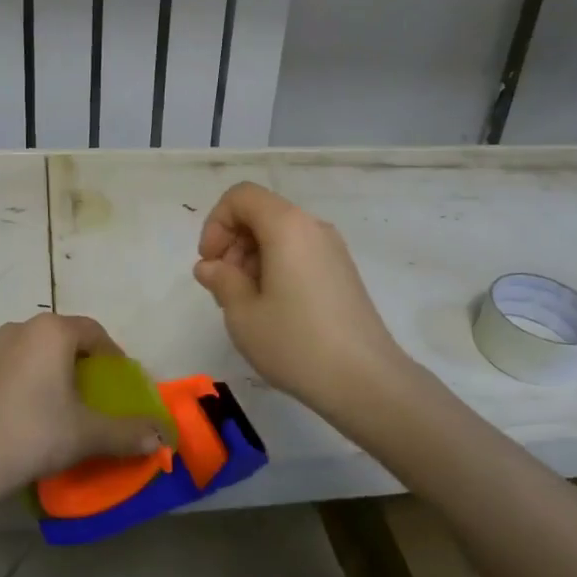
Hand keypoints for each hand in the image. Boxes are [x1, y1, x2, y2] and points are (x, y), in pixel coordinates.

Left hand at [0, 314, 166, 500]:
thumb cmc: (35, 435)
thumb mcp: (89, 435)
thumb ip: (128, 432)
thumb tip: (162, 437)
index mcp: (52, 332)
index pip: (92, 332)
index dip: (110, 354)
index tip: (116, 381)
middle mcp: (16, 328)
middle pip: (56, 339)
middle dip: (72, 361)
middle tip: (81, 396)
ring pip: (20, 351)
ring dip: (35, 369)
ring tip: (42, 406)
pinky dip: (1, 383)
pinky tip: (4, 412)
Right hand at [194, 182, 409, 417]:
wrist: (365, 381)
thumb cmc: (296, 343)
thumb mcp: (243, 314)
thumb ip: (221, 280)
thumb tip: (210, 267)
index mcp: (287, 226)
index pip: (241, 196)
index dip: (216, 223)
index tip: (211, 263)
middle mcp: (313, 227)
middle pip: (261, 213)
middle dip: (233, 243)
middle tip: (223, 288)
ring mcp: (333, 250)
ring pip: (280, 235)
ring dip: (252, 259)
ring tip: (245, 304)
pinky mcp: (343, 273)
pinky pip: (299, 253)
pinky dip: (276, 268)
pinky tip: (272, 310)